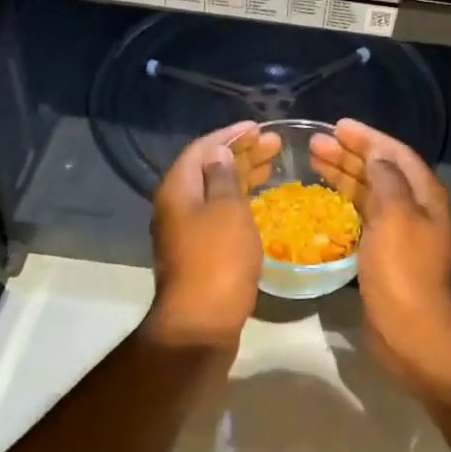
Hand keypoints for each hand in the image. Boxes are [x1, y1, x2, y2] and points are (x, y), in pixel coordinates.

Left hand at [146, 121, 279, 347]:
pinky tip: (261, 203)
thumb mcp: (227, 210)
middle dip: (241, 154)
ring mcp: (185, 232)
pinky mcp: (198, 253)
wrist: (201, 323)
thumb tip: (219, 153)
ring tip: (273, 166)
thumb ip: (224, 177)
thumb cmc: (218, 259)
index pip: (202, 148)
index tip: (259, 128)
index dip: (230, 135)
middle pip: (208, 169)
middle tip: (274, 145)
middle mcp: (176, 206)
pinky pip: (219, 215)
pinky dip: (240, 202)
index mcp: (177, 189)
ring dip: (243, 177)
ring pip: (215, 193)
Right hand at [308, 119, 450, 378]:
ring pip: (369, 192)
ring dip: (343, 175)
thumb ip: (387, 180)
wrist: (411, 330)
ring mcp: (398, 232)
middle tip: (315, 144)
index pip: (395, 153)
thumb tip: (377, 155)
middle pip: (380, 171)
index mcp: (423, 194)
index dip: (367, 137)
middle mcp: (414, 208)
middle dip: (350, 154)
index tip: (337, 125)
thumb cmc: (403, 269)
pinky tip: (322, 199)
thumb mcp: (396, 216)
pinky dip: (343, 202)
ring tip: (313, 162)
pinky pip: (361, 216)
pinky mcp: (383, 253)